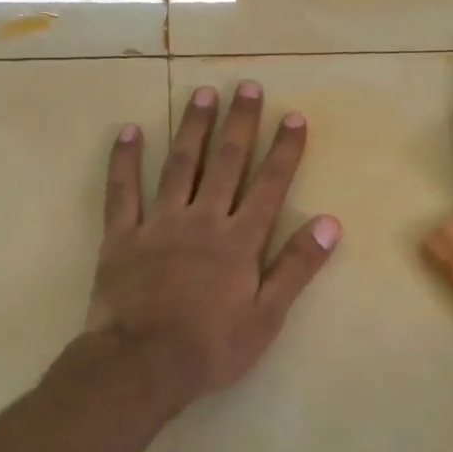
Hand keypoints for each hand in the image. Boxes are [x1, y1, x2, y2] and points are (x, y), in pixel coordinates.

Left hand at [86, 83, 340, 409]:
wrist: (140, 365)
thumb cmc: (211, 346)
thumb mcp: (267, 315)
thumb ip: (296, 266)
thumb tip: (329, 223)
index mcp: (239, 240)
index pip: (269, 185)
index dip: (284, 150)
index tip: (293, 116)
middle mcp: (203, 220)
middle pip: (227, 163)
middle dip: (240, 123)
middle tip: (248, 86)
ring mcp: (159, 223)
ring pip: (180, 165)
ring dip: (193, 127)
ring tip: (203, 93)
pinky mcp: (122, 236)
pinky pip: (122, 191)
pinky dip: (125, 160)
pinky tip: (129, 130)